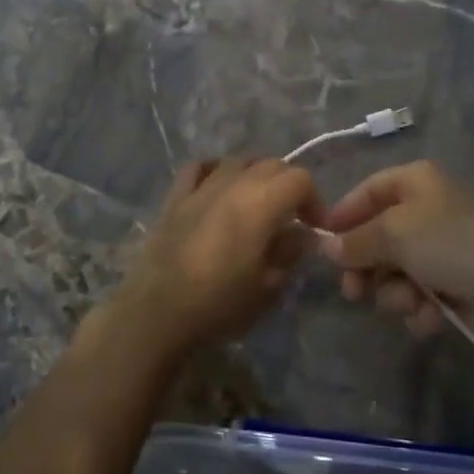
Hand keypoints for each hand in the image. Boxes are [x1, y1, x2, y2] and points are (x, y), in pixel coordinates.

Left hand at [111, 158, 318, 356]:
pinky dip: (215, 171)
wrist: (159, 311)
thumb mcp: (268, 286)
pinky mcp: (176, 196)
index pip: (300, 179)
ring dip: (255, 175)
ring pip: (238, 162)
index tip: (314, 227)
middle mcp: (233, 183)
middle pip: (272, 164)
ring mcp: (201, 186)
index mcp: (261, 202)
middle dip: (288, 186)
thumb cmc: (220, 303)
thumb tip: (302, 235)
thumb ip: (290, 252)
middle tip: (291, 217)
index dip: (314, 200)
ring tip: (257, 202)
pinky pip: (200, 168)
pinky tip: (218, 187)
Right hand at [315, 160, 473, 353]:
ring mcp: (440, 252)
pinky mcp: (452, 289)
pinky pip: (418, 298)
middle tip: (353, 292)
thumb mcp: (393, 232)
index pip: (368, 191)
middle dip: (365, 267)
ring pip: (394, 273)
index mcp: (415, 183)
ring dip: (395, 293)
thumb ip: (356, 240)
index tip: (322, 243)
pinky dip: (419, 309)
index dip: (344, 215)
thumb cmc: (450, 242)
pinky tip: (431, 316)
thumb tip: (327, 248)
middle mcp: (426, 212)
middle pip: (377, 237)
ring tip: (409, 301)